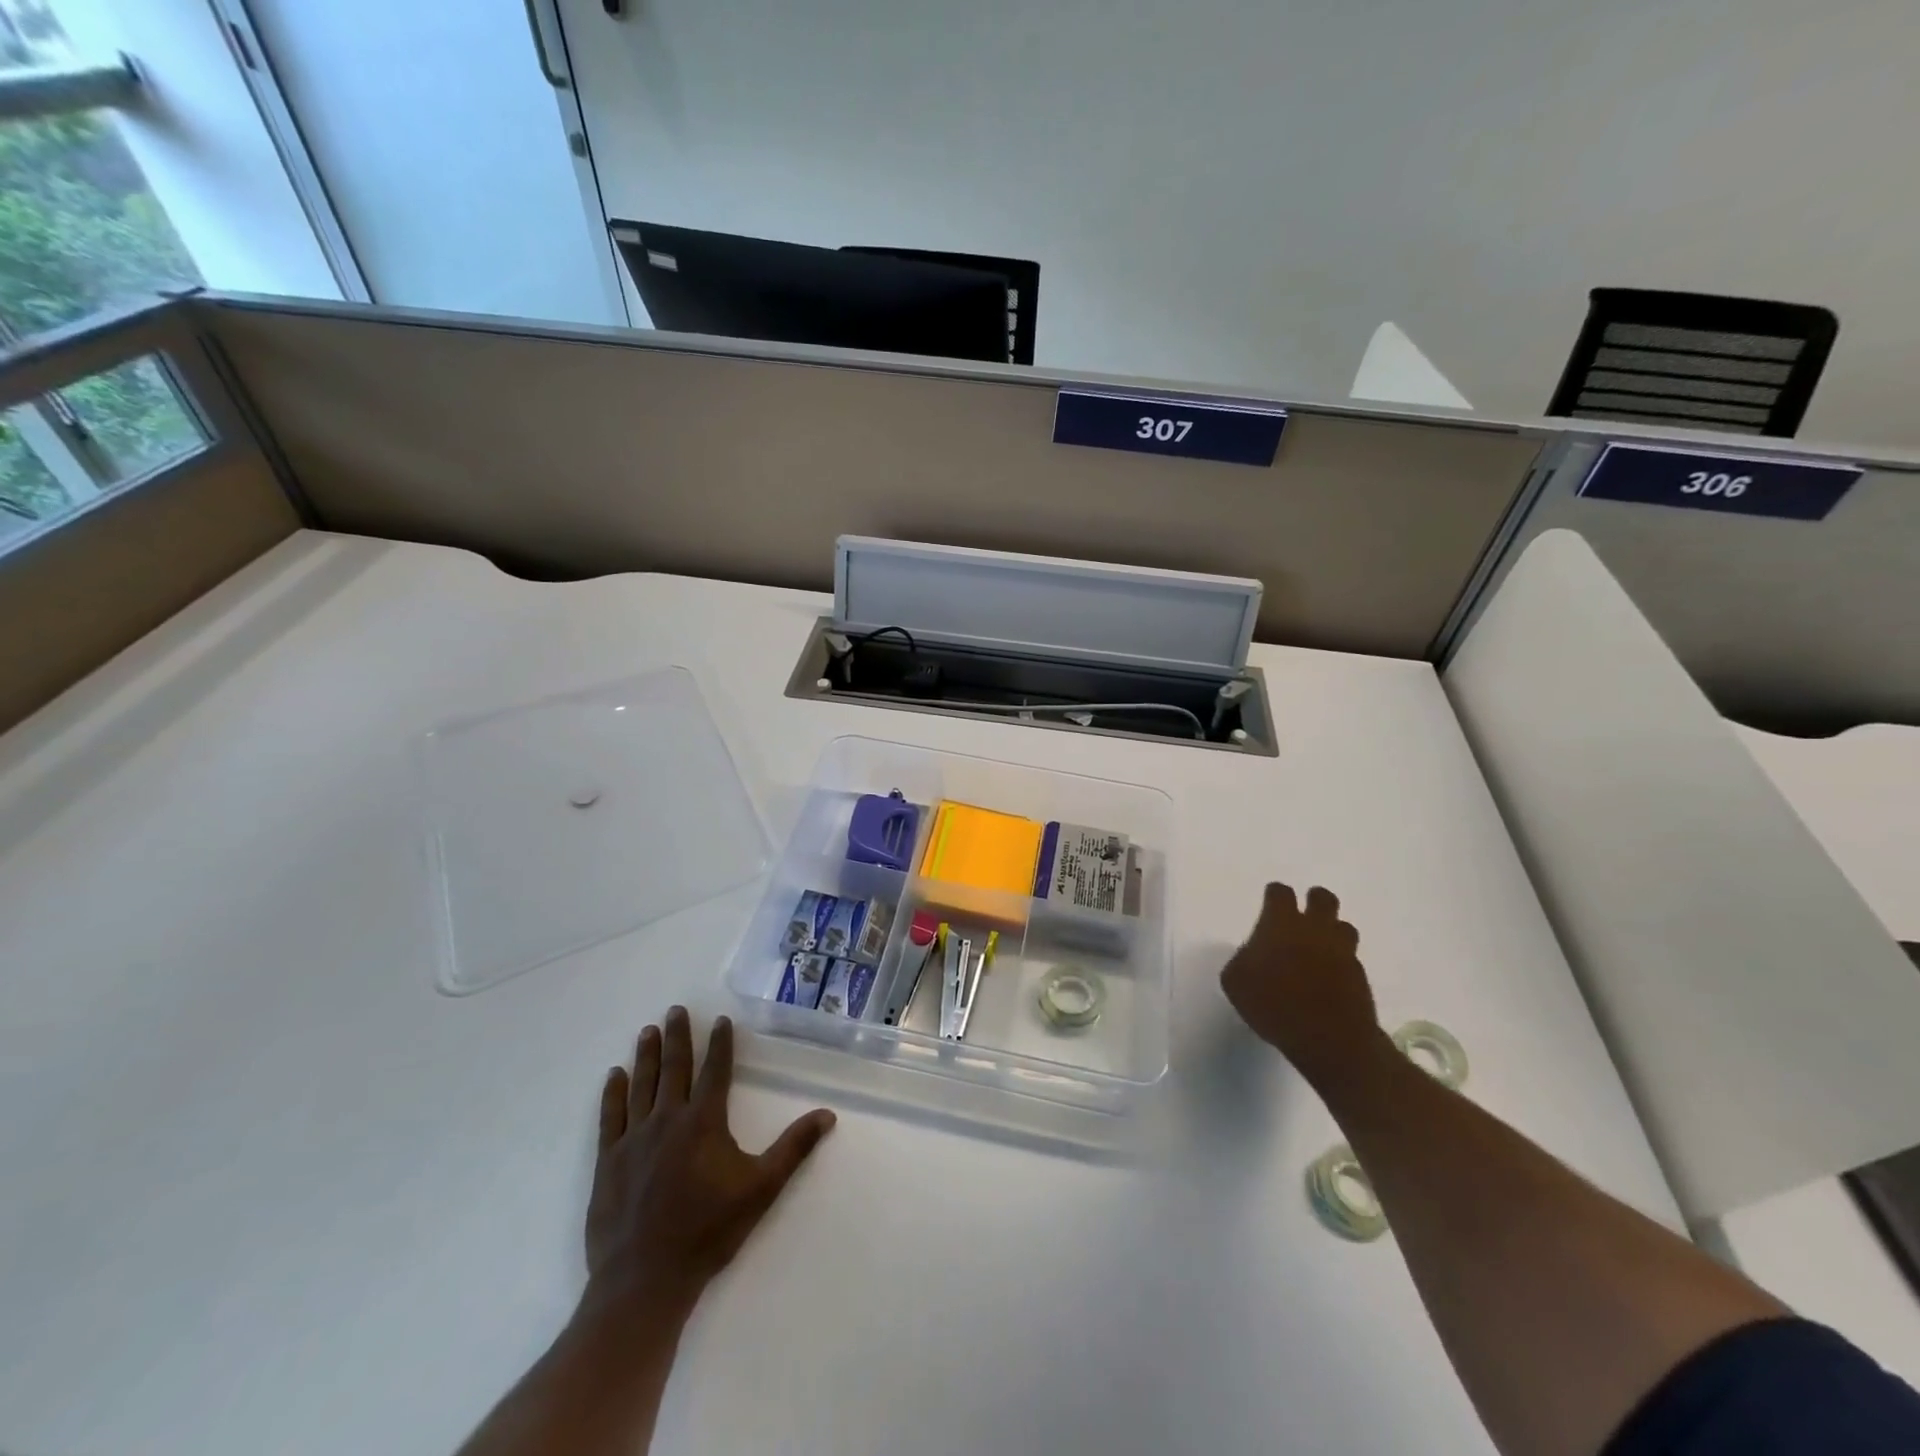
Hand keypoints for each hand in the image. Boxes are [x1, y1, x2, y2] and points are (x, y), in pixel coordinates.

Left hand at [585, 1006, 835, 1314]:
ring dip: (647, 1056)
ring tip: (648, 1031)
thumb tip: (827, 1114)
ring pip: (642, 1085)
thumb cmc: (708, 1231)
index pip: (715, 1070)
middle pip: (675, 1068)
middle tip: (675, 1010)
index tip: (720, 1020)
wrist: (645, 1279)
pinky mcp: (608, 1162)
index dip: (720, 1043)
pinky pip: (610, 1117)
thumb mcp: (761, 1188)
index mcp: (704, 1121)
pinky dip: (613, 1093)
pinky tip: (614, 1075)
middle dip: (678, 1036)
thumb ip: (794, 1148)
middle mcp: (668, 1119)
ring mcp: (633, 1139)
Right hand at [1220, 883, 1381, 1086]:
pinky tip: (1329, 978)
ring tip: (1319, 947)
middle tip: (1302, 918)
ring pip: (1343, 926)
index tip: (1270, 903)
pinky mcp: (1361, 976)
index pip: (1280, 893)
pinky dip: (1341, 963)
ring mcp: (1342, 951)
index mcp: (1281, 923)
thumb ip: (1243, 960)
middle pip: (1322, 898)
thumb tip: (1253, 955)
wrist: (1329, 1038)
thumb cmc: (1273, 1004)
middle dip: (1314, 902)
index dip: (1274, 895)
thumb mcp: (1236, 982)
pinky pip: (1351, 959)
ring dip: (1332, 932)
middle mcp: (1315, 929)